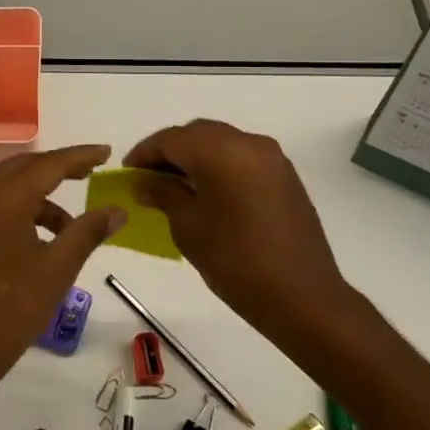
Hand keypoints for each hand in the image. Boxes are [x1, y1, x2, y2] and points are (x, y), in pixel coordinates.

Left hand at [0, 145, 126, 391]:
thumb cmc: (12, 309)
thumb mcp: (57, 268)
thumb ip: (88, 231)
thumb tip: (118, 210)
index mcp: (2, 197)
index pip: (49, 164)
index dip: (80, 156)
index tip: (107, 152)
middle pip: (25, 168)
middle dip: (59, 169)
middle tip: (91, 172)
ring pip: (8, 187)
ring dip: (40, 196)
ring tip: (71, 225)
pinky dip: (20, 210)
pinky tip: (41, 237)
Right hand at [124, 120, 349, 331]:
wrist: (302, 296)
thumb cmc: (235, 261)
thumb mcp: (188, 227)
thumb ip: (163, 194)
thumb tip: (145, 182)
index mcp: (221, 151)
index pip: (172, 139)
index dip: (145, 152)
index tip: (127, 172)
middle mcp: (249, 143)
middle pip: (198, 134)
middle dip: (170, 150)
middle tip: (148, 176)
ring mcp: (272, 158)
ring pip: (222, 143)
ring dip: (195, 156)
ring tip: (174, 185)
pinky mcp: (285, 176)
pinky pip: (242, 158)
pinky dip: (219, 165)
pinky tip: (207, 191)